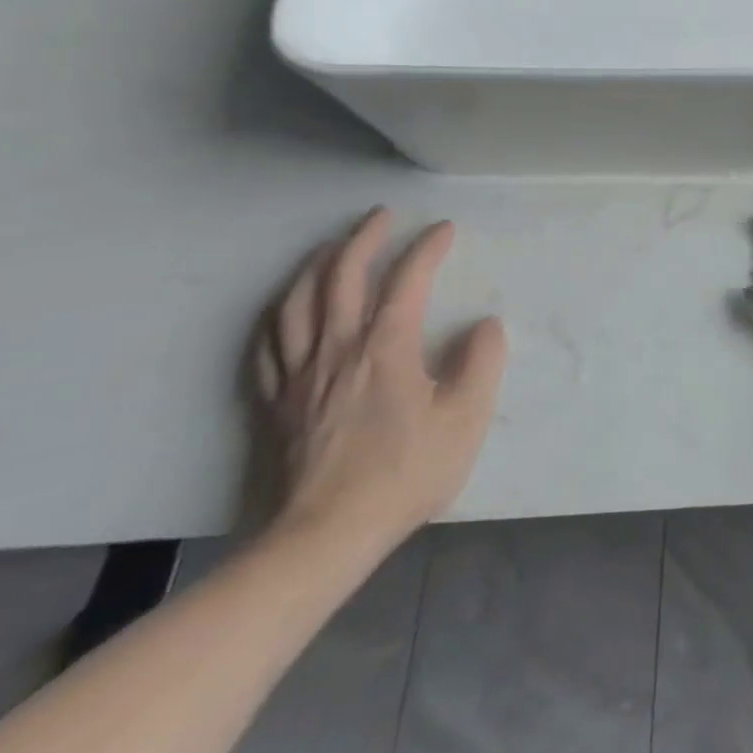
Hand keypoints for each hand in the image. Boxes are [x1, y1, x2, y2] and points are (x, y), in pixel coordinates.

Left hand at [253, 208, 506, 555]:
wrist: (326, 535)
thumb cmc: (406, 472)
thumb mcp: (467, 417)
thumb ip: (482, 362)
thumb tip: (485, 325)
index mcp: (386, 348)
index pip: (407, 280)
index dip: (427, 248)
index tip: (445, 229)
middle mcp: (337, 349)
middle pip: (340, 277)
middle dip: (363, 239)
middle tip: (382, 216)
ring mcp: (299, 375)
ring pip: (296, 303)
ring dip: (315, 266)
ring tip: (331, 248)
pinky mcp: (276, 402)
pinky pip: (267, 345)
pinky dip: (277, 314)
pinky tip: (286, 308)